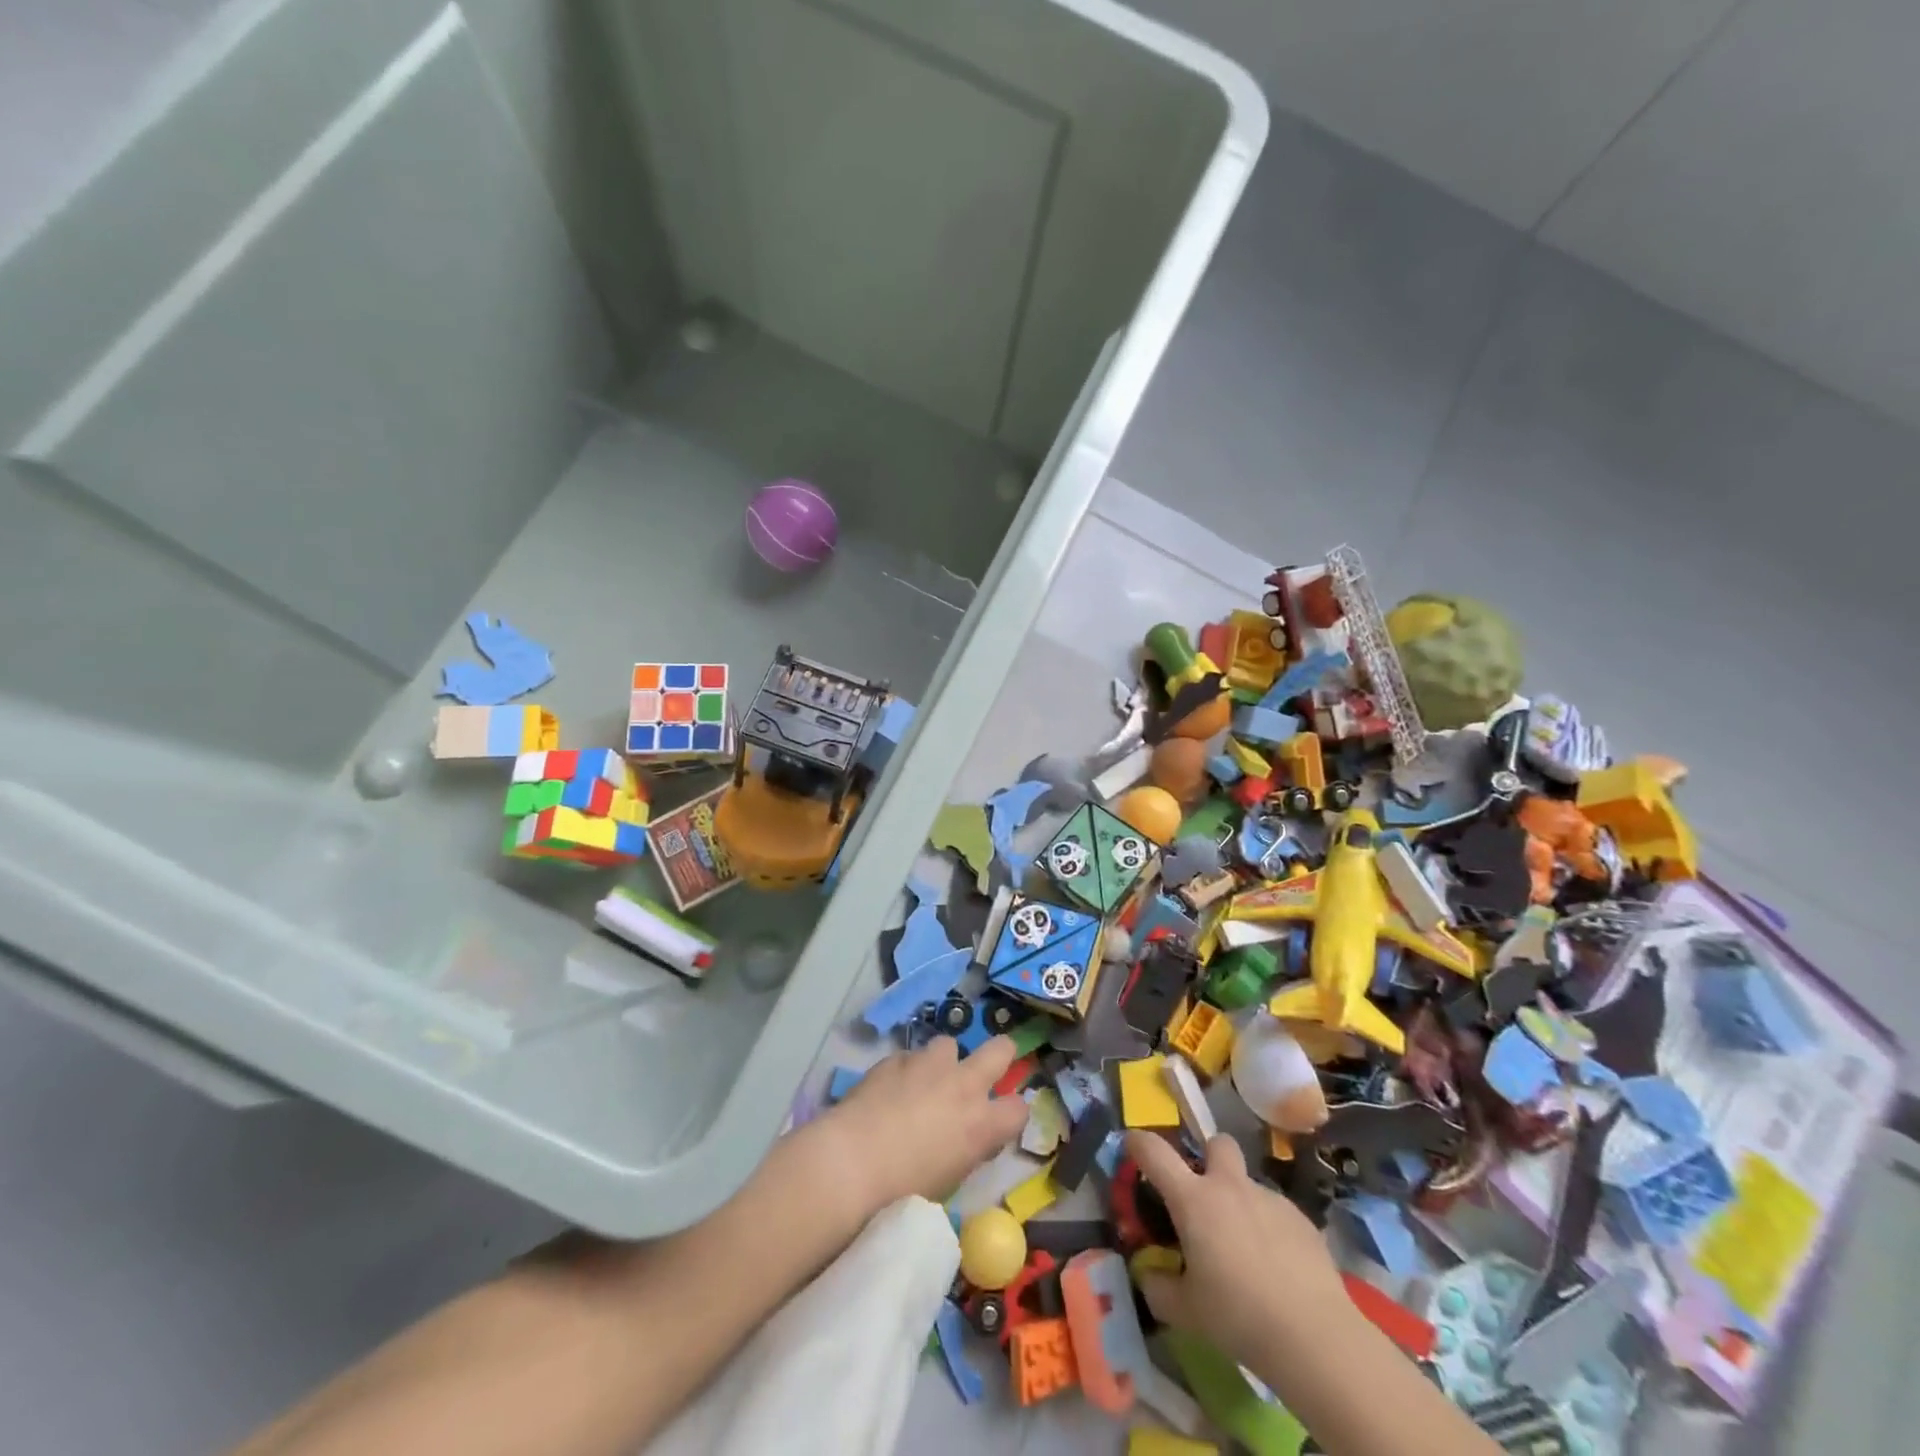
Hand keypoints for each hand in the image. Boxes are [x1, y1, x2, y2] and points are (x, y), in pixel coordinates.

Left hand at [813, 1037, 1029, 1213]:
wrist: (851, 1163)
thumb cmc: (902, 1192)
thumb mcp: (947, 1181)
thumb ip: (964, 1151)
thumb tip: (965, 1140)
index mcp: (981, 1124)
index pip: (1019, 1109)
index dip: (1011, 1114)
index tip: (1000, 1120)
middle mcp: (963, 1085)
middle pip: (1000, 1050)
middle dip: (999, 1055)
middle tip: (985, 1070)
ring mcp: (928, 1065)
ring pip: (948, 1044)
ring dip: (942, 1061)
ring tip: (925, 1082)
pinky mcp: (895, 1059)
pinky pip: (909, 1057)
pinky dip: (905, 1070)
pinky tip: (888, 1089)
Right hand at [1127, 1129, 1348, 1369]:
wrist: (1314, 1336)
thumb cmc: (1238, 1316)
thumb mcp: (1186, 1311)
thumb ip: (1160, 1288)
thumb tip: (1150, 1277)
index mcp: (1193, 1199)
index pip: (1155, 1152)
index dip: (1139, 1142)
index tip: (1132, 1145)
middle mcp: (1229, 1186)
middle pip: (1217, 1143)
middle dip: (1209, 1157)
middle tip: (1206, 1193)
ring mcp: (1269, 1199)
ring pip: (1249, 1184)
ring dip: (1241, 1203)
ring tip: (1246, 1250)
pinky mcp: (1302, 1220)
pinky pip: (1276, 1212)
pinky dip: (1270, 1229)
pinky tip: (1277, 1267)